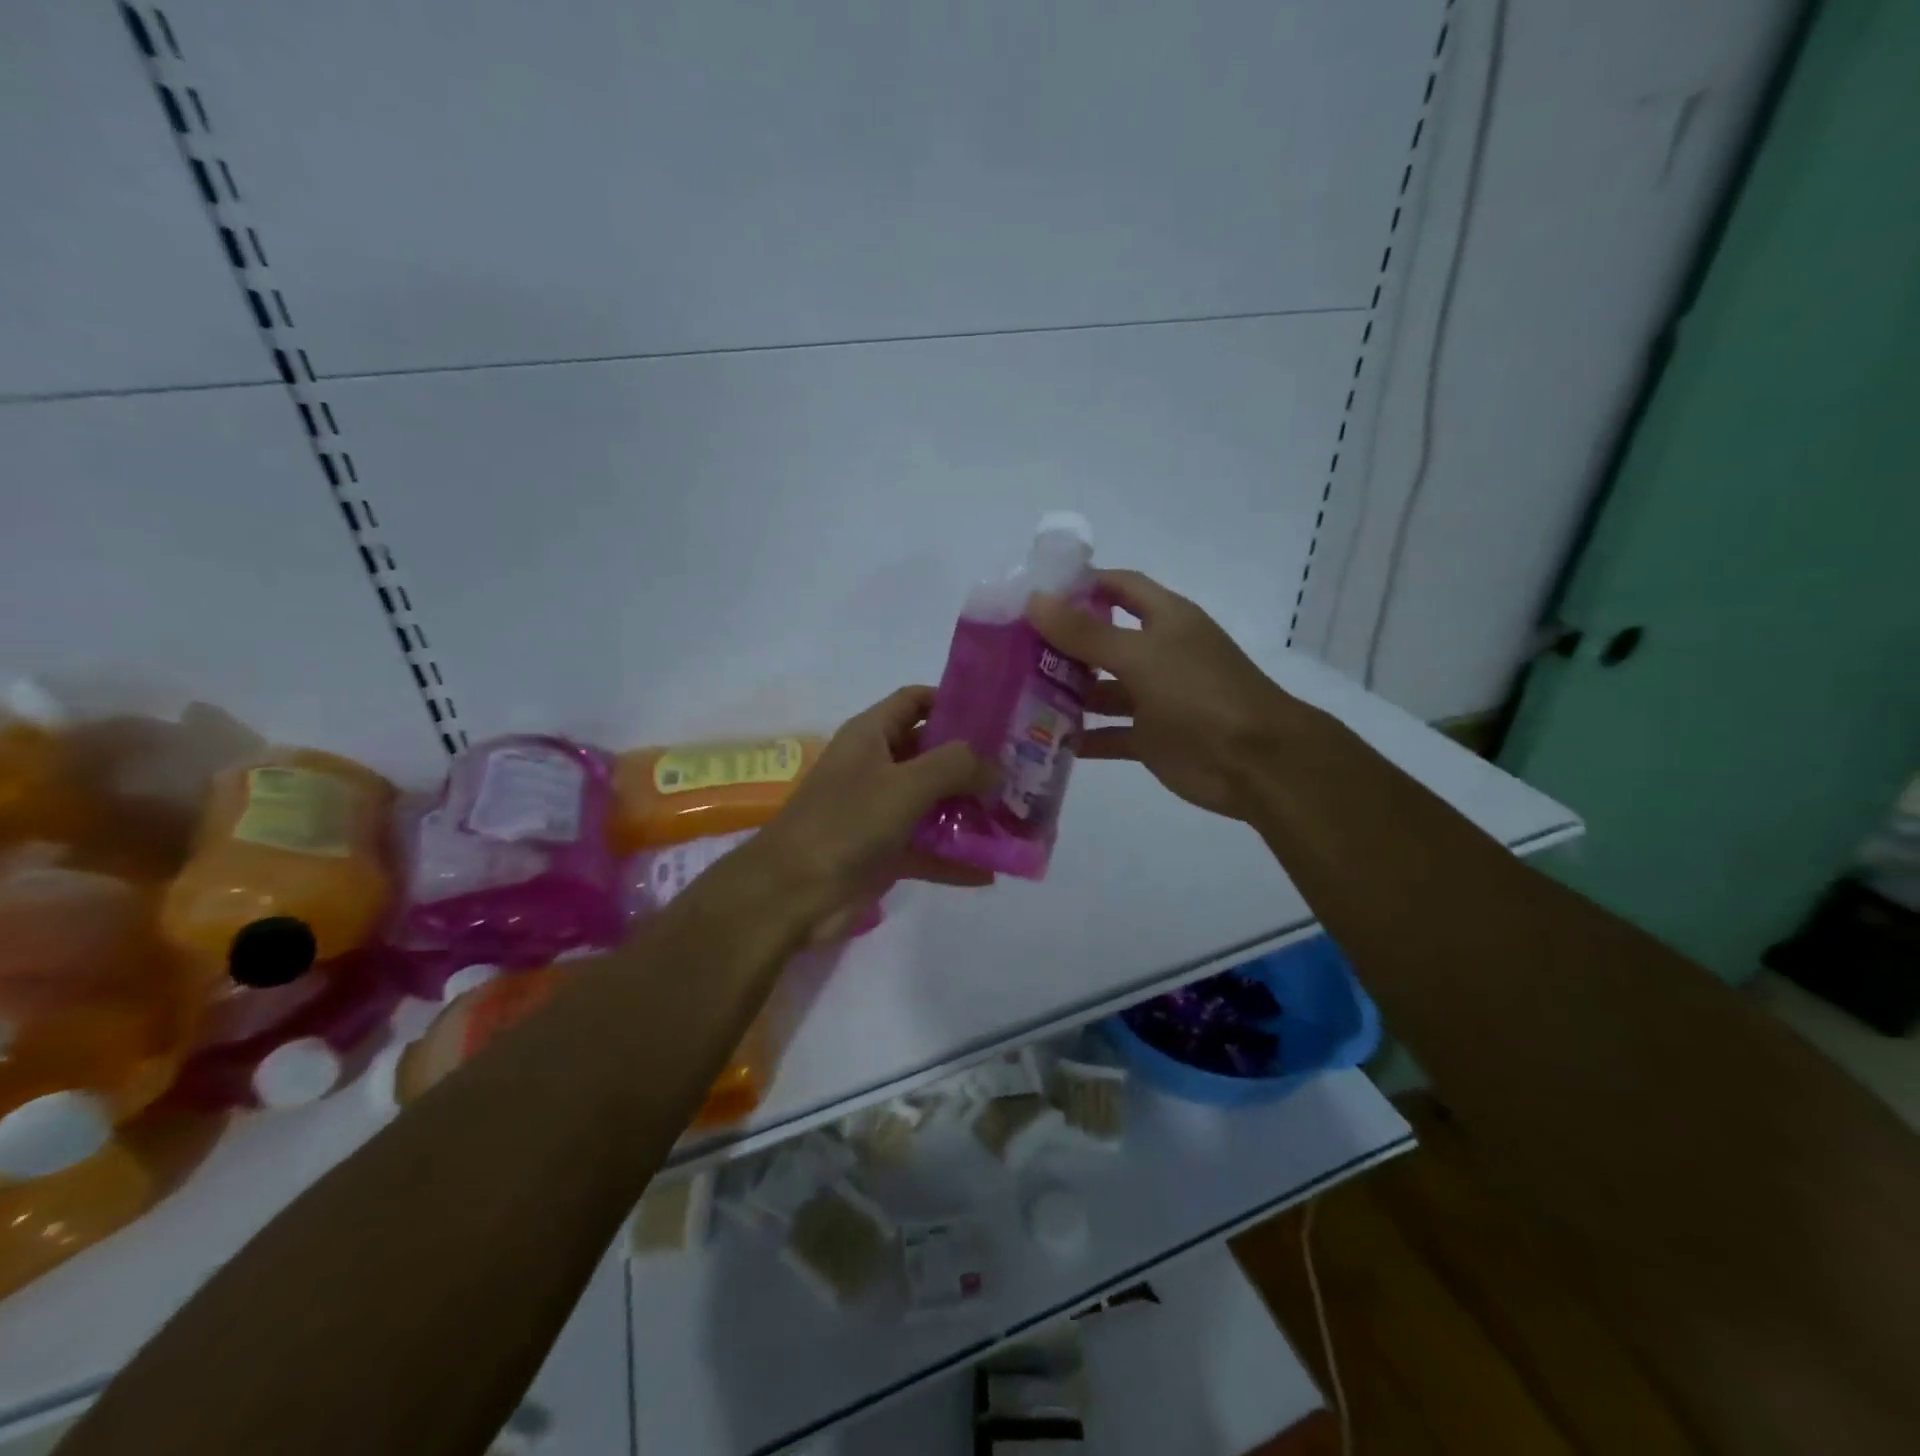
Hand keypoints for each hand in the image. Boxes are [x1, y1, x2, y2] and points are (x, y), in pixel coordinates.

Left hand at [748, 687, 994, 942]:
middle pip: (931, 753)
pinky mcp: (883, 852)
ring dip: (969, 811)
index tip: (999, 714)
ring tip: (1017, 818)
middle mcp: (876, 767)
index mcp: (871, 735)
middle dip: (973, 762)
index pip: (915, 701)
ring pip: (933, 803)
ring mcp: (879, 811)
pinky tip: (992, 869)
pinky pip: (927, 848)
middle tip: (1022, 770)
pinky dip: (955, 857)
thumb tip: (996, 766)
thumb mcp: (905, 783)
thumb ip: (956, 766)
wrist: (792, 893)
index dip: (953, 700)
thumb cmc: (846, 822)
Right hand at [1028, 570, 1304, 822]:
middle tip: (1012, 649)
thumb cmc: (1199, 694)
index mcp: (1165, 620)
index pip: (1119, 587)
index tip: (1036, 593)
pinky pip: (1109, 734)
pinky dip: (1083, 738)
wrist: (1255, 762)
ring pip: (1101, 689)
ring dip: (1067, 692)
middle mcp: (1158, 653)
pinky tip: (1045, 741)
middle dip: (1062, 643)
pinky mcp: (1150, 738)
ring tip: (1018, 694)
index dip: (1082, 584)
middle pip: (1103, 639)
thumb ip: (1086, 633)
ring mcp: (1154, 698)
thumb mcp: (1141, 657)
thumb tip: (1035, 600)